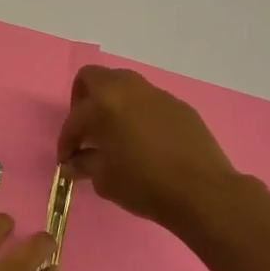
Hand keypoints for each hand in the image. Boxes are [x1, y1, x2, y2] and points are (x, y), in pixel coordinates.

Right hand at [58, 65, 247, 231]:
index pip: (74, 119)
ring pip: (123, 86)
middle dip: (82, 100)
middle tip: (86, 129)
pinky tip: (145, 140)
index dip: (66, 142)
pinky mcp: (178, 104)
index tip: (67, 161)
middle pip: (93, 78)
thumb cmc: (145, 185)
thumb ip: (84, 164)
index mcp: (103, 103)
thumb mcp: (105, 180)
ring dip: (112, 104)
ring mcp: (155, 93)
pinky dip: (138, 114)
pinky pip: (148, 102)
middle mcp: (127, 88)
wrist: (203, 192)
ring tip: (115, 133)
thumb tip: (74, 162)